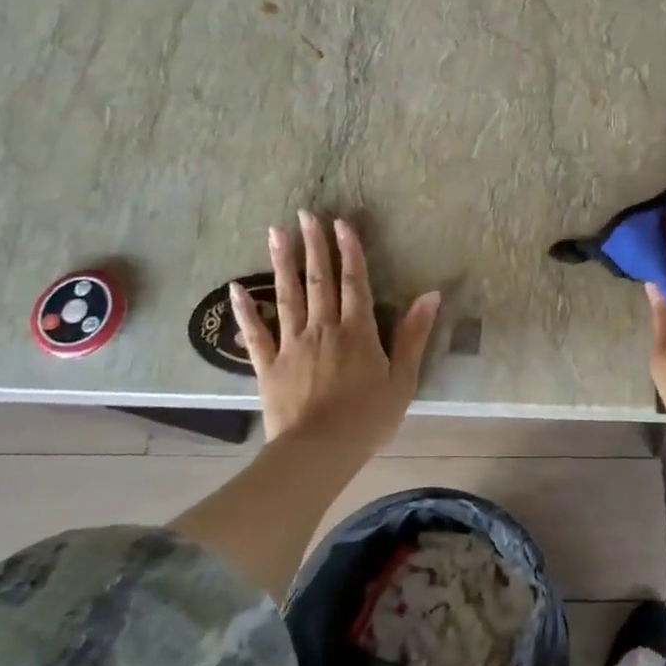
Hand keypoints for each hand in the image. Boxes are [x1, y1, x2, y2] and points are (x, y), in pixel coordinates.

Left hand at [230, 210, 440, 451]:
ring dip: (282, 263)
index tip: (341, 223)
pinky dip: (244, 310)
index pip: (355, 282)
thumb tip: (430, 295)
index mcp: (358, 331)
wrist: (319, 452)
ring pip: (286, 296)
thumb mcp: (403, 379)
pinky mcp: (267, 365)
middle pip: (319, 280)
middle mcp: (323, 328)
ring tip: (276, 232)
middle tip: (305, 214)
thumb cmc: (368, 418)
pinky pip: (254, 333)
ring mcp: (291, 344)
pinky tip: (235, 288)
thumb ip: (414, 335)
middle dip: (314, 245)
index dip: (349, 250)